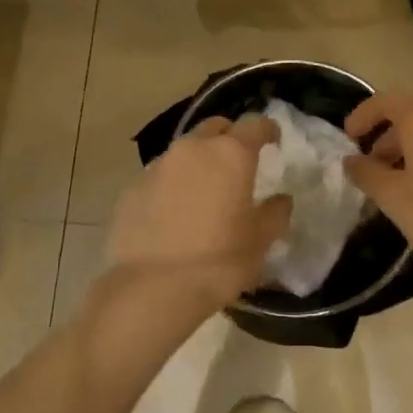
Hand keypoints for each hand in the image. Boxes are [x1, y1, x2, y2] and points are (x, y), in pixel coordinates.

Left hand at [103, 115, 292, 319]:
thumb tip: (280, 199)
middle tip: (238, 164)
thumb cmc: (219, 261)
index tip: (273, 141)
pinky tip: (175, 212)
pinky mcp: (132, 188)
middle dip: (229, 138)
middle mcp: (193, 149)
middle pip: (215, 128)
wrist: (152, 288)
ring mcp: (158, 166)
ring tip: (205, 190)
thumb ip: (276, 213)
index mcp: (230, 154)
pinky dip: (173, 184)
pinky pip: (160, 175)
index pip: (255, 124)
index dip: (267, 130)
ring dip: (199, 162)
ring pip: (185, 151)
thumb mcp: (261, 241)